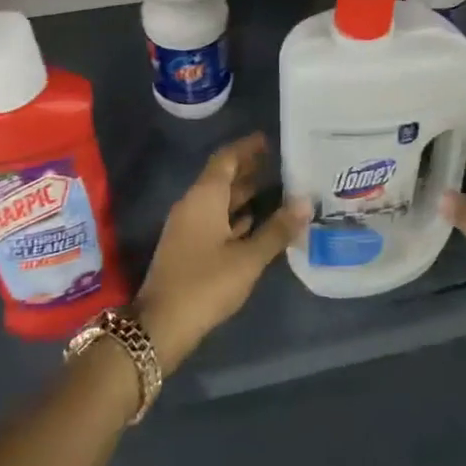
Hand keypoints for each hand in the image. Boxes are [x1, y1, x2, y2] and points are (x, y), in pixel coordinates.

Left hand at [136, 133, 309, 370]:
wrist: (160, 326)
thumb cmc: (205, 284)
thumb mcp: (247, 259)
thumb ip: (277, 230)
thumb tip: (305, 202)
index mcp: (204, 197)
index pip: (226, 159)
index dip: (247, 147)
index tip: (270, 139)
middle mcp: (194, 205)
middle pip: (222, 177)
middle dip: (249, 168)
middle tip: (281, 162)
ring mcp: (189, 227)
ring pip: (219, 200)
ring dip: (244, 193)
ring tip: (276, 187)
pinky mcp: (189, 247)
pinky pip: (216, 219)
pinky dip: (236, 215)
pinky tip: (256, 221)